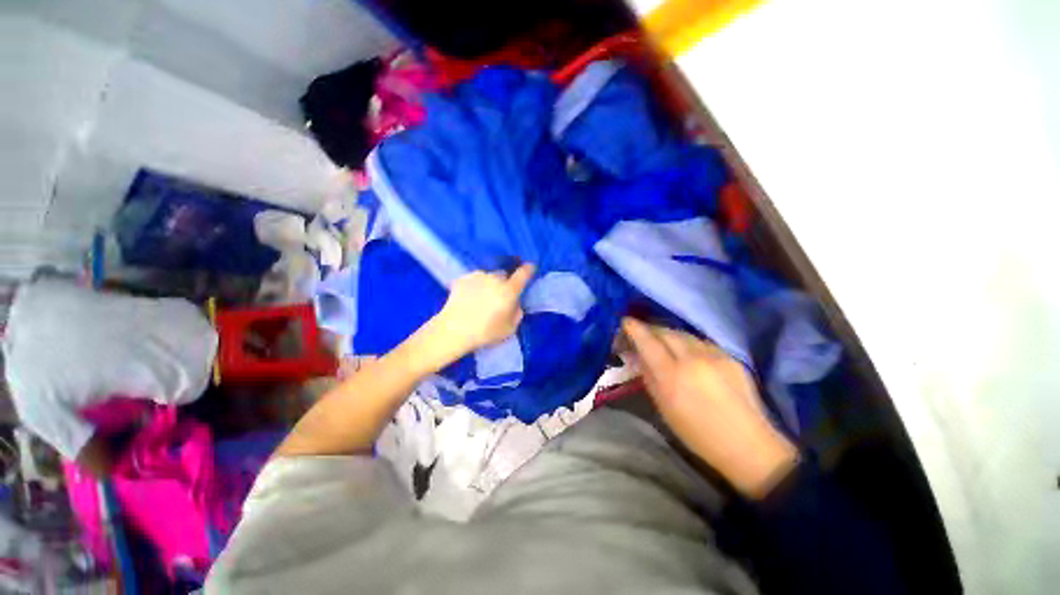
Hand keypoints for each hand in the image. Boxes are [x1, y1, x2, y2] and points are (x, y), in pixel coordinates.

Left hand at [433, 264, 535, 355]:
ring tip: (481, 299)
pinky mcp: (463, 279)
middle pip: (504, 275)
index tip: (530, 267)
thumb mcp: (510, 328)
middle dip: (505, 283)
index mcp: (509, 290)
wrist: (454, 330)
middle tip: (499, 297)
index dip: (529, 269)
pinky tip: (469, 298)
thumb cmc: (486, 332)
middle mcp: (494, 278)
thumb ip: (517, 312)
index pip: (523, 273)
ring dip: (489, 284)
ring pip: (488, 277)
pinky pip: (474, 280)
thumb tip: (515, 303)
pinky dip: (475, 286)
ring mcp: (477, 276)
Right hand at [623, 318, 798, 498]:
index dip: (634, 328)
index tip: (625, 321)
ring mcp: (714, 355)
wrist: (748, 446)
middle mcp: (693, 358)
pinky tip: (688, 352)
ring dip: (669, 334)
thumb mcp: (663, 407)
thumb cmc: (697, 433)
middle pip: (666, 331)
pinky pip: (701, 341)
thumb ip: (648, 376)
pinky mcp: (730, 357)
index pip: (648, 341)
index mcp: (672, 374)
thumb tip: (638, 356)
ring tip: (662, 342)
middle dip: (650, 329)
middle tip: (642, 333)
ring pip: (684, 334)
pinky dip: (688, 342)